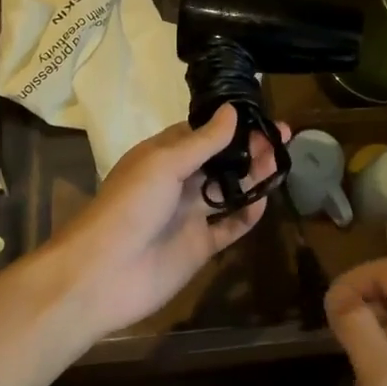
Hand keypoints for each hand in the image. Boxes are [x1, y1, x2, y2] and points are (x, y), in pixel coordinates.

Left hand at [53, 107, 282, 335]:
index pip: (203, 132)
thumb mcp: (164, 164)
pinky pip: (230, 225)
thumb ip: (203, 141)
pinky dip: (248, 214)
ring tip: (281, 162)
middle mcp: (179, 181)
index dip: (231, 124)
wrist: (103, 275)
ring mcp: (190, 214)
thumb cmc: (130, 206)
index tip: (261, 114)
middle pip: (221, 160)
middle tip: (283, 136)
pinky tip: (265, 200)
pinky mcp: (200, 245)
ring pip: (230, 189)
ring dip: (254, 175)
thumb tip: (232, 110)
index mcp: (164, 155)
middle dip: (250, 147)